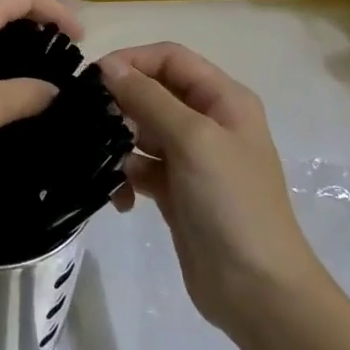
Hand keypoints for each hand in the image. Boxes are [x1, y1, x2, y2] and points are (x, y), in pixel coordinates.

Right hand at [100, 43, 320, 332]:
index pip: (170, 58)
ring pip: (141, 130)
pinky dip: (126, 177)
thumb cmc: (231, 203)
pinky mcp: (175, 190)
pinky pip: (140, 167)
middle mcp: (208, 121)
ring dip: (119, 143)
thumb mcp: (193, 140)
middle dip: (121, 105)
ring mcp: (191, 158)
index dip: (132, 61)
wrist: (257, 290)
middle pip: (152, 92)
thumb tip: (107, 66)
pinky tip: (122, 200)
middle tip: (92, 124)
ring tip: (105, 164)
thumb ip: (148, 98)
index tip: (94, 80)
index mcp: (223, 100)